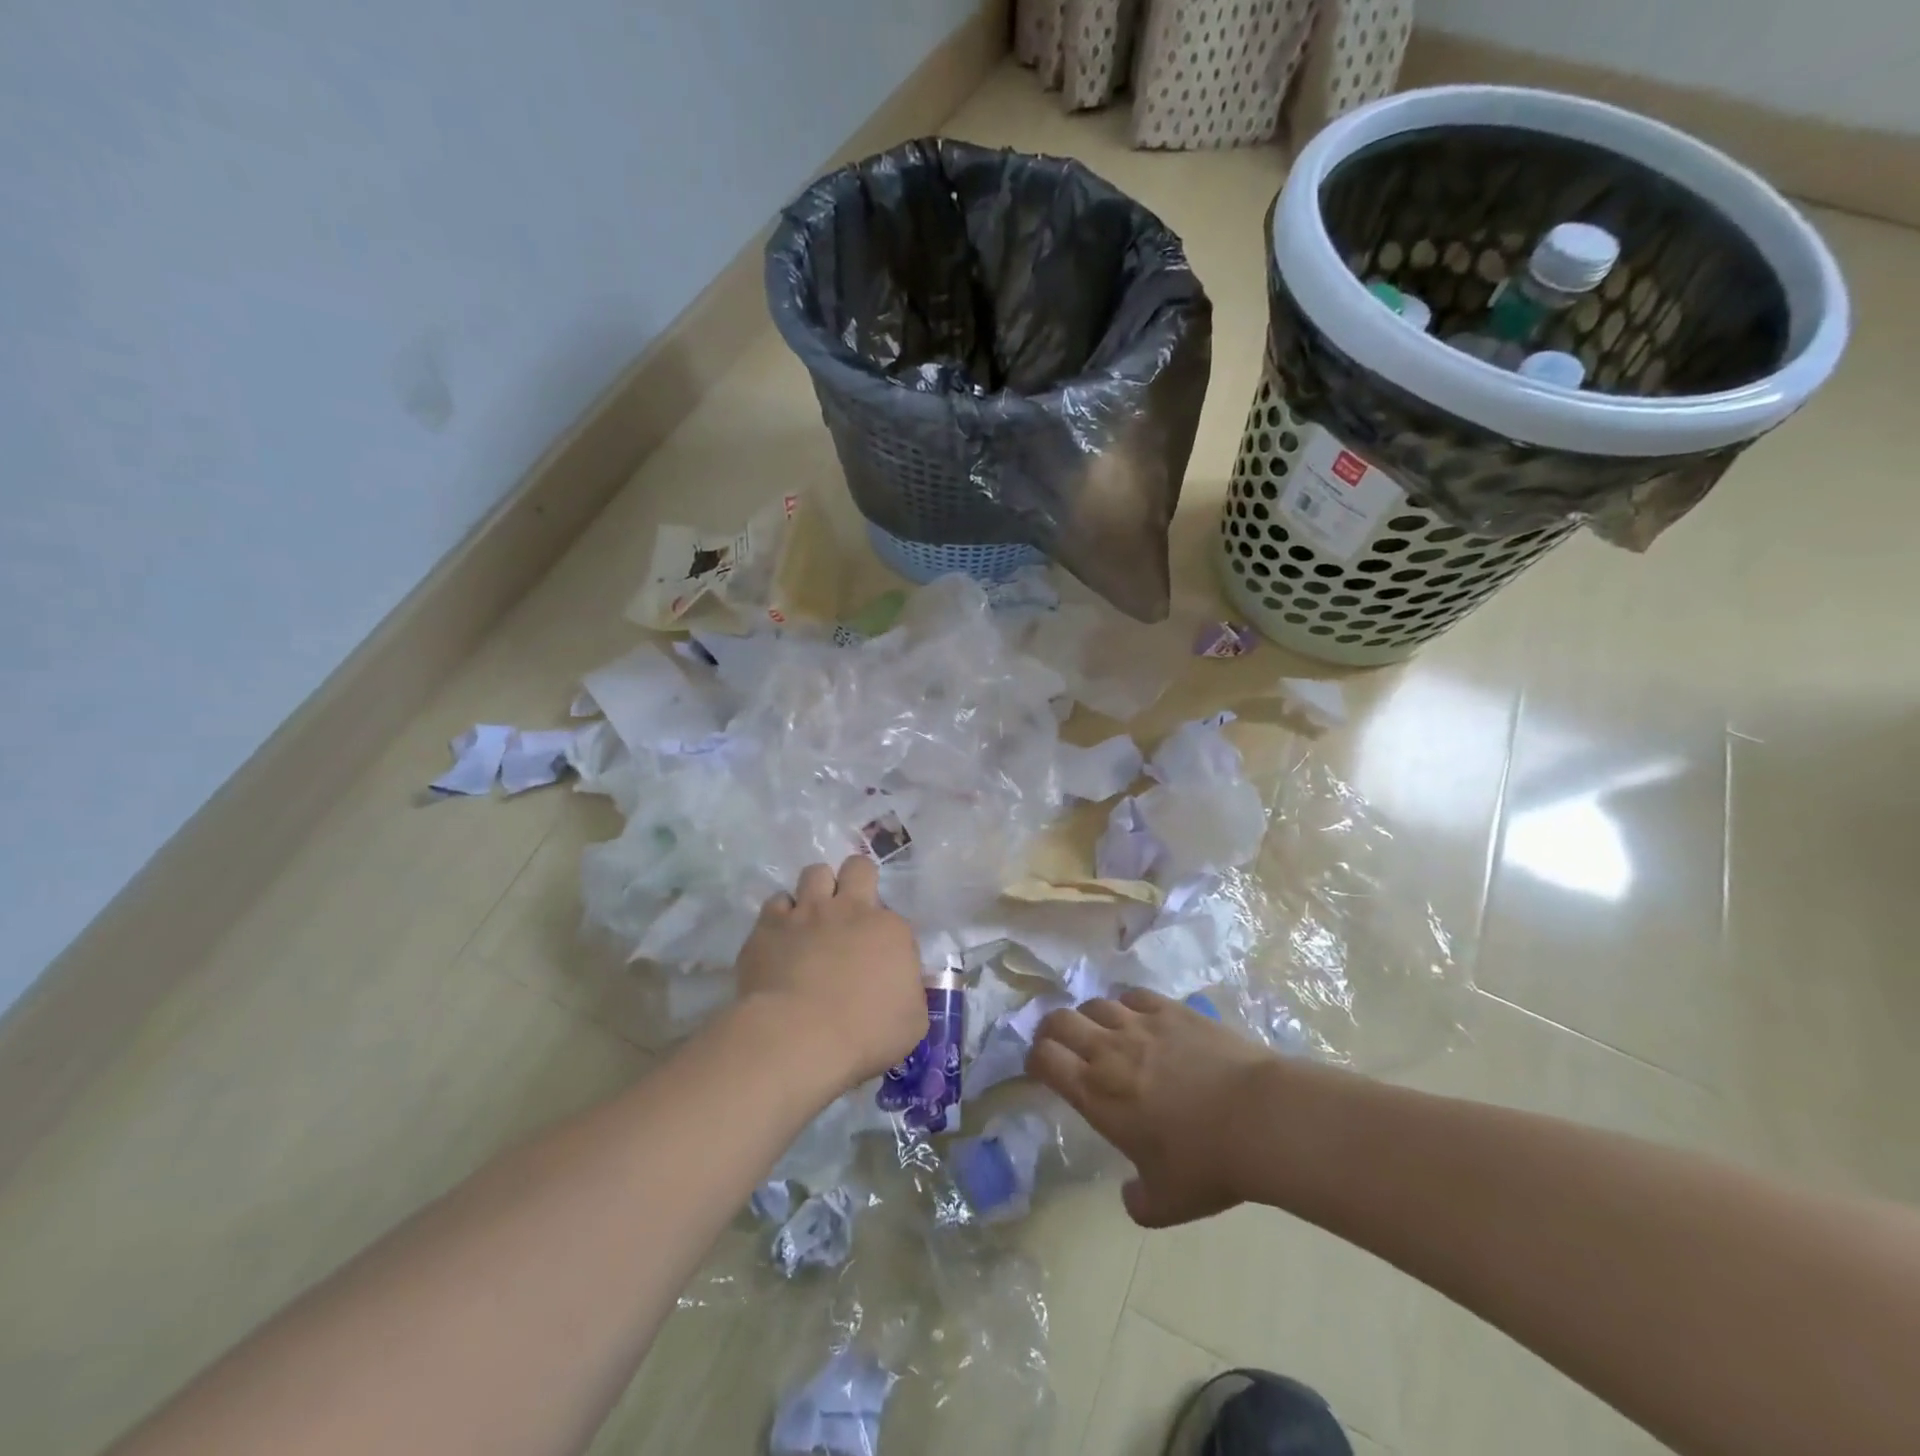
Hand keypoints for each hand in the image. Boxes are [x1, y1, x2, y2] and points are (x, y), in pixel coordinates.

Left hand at [733, 856, 926, 1087]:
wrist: (797, 1037)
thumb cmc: (864, 1035)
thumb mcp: (912, 1024)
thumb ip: (912, 994)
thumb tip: (905, 986)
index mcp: (890, 929)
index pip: (895, 917)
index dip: (888, 936)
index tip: (882, 961)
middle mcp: (850, 909)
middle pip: (857, 867)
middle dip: (856, 879)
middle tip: (851, 909)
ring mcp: (807, 913)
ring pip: (815, 873)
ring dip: (817, 889)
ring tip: (813, 916)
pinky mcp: (769, 925)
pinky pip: (776, 902)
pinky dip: (781, 915)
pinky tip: (781, 936)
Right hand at [1027, 988, 1279, 1228]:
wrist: (1258, 1119)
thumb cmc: (1206, 1164)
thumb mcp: (1166, 1202)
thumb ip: (1138, 1202)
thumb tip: (1130, 1198)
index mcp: (1096, 1094)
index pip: (1044, 1059)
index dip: (1034, 1060)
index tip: (1040, 1069)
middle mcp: (1108, 1050)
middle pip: (1060, 1020)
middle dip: (1051, 1030)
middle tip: (1059, 1043)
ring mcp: (1140, 1024)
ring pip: (1095, 1003)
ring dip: (1089, 1016)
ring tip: (1100, 1030)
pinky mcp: (1172, 1010)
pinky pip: (1134, 995)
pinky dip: (1126, 1004)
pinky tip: (1137, 1016)